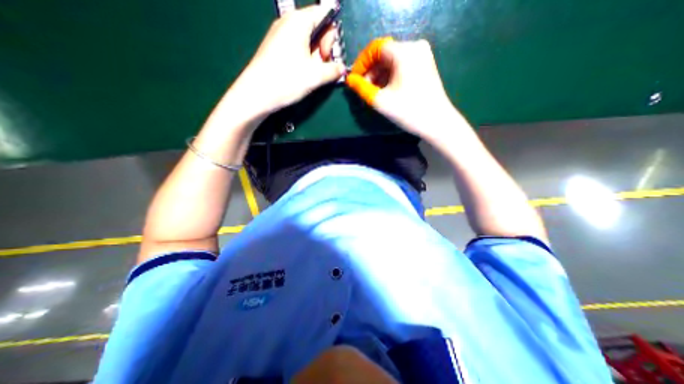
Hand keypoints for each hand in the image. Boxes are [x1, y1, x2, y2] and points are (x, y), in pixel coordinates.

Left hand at [229, 4, 348, 118]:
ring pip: (307, 40)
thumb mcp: (316, 76)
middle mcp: (288, 23)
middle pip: (316, 27)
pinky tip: (303, 74)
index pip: (324, 14)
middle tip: (321, 67)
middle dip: (324, 47)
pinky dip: (305, 60)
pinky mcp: (276, 49)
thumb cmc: (287, 80)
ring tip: (311, 74)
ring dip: (315, 57)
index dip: (332, 35)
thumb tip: (342, 68)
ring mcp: (280, 36)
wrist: (257, 94)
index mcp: (298, 21)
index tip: (329, 55)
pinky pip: (297, 48)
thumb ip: (334, 70)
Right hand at [345, 36, 462, 140]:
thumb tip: (349, 79)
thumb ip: (361, 88)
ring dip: (379, 76)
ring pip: (392, 62)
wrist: (437, 123)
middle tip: (363, 90)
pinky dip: (390, 77)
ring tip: (373, 93)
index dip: (362, 63)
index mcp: (404, 52)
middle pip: (384, 55)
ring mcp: (422, 56)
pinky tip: (386, 91)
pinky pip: (401, 66)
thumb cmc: (408, 111)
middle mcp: (415, 47)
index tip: (354, 80)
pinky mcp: (425, 65)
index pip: (375, 48)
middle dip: (371, 72)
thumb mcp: (380, 101)